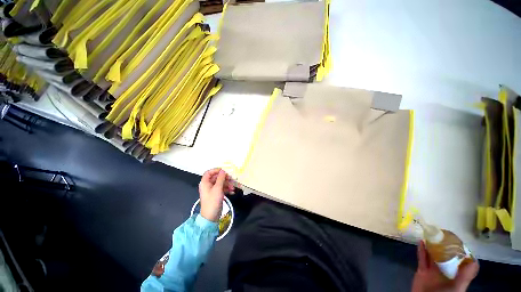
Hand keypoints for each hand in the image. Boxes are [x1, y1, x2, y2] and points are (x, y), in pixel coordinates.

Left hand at [198, 168, 234, 221]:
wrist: (211, 216)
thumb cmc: (212, 201)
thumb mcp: (218, 188)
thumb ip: (221, 178)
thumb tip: (223, 171)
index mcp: (205, 183)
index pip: (209, 172)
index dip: (216, 170)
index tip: (224, 171)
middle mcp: (208, 185)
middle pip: (216, 178)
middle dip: (225, 178)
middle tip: (231, 179)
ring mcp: (212, 190)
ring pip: (220, 183)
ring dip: (227, 184)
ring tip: (233, 188)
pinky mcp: (216, 195)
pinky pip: (222, 189)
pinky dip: (227, 189)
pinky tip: (232, 192)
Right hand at [412, 241, 478, 291]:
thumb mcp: (457, 287)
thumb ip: (465, 276)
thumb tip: (473, 260)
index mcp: (456, 275)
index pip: (460, 261)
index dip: (460, 250)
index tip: (456, 240)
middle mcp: (446, 272)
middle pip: (445, 256)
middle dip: (444, 245)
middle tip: (441, 234)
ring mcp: (433, 271)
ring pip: (433, 256)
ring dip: (432, 246)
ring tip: (430, 235)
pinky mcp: (422, 271)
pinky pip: (422, 259)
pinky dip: (421, 250)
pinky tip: (421, 242)